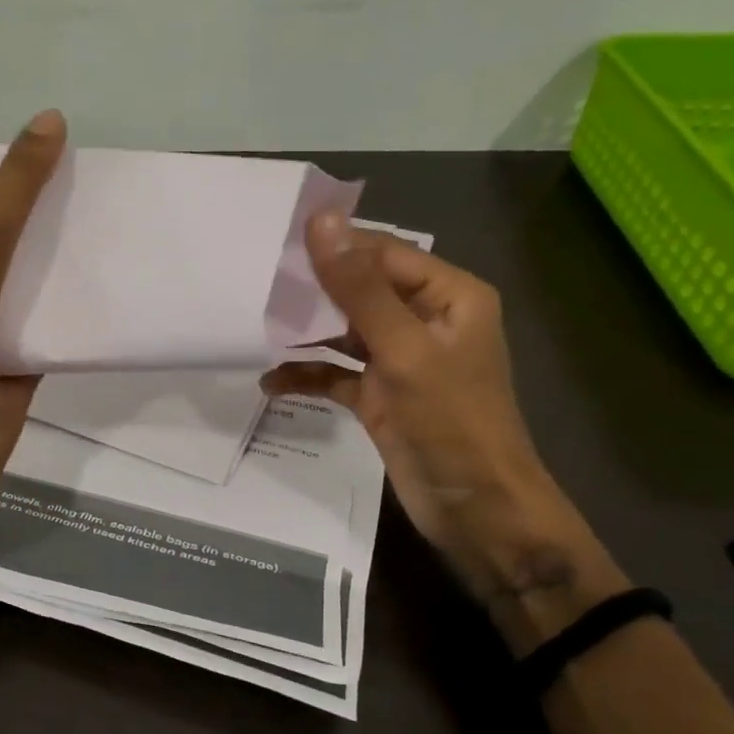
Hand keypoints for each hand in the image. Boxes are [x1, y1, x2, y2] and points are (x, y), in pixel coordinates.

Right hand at [262, 212, 625, 643]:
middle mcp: (424, 320)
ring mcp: (400, 360)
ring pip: (343, 331)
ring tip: (256, 328)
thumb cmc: (452, 422)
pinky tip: (270, 382)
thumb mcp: (404, 349)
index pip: (383, 253)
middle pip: (360, 289)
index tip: (275, 244)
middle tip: (256, 284)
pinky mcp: (379, 395)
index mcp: (448, 296)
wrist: (477, 511)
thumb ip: (359, 287)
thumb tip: (321, 222)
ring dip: (304, 334)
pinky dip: (307, 375)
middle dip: (312, 290)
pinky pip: (335, 373)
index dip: (333, 246)